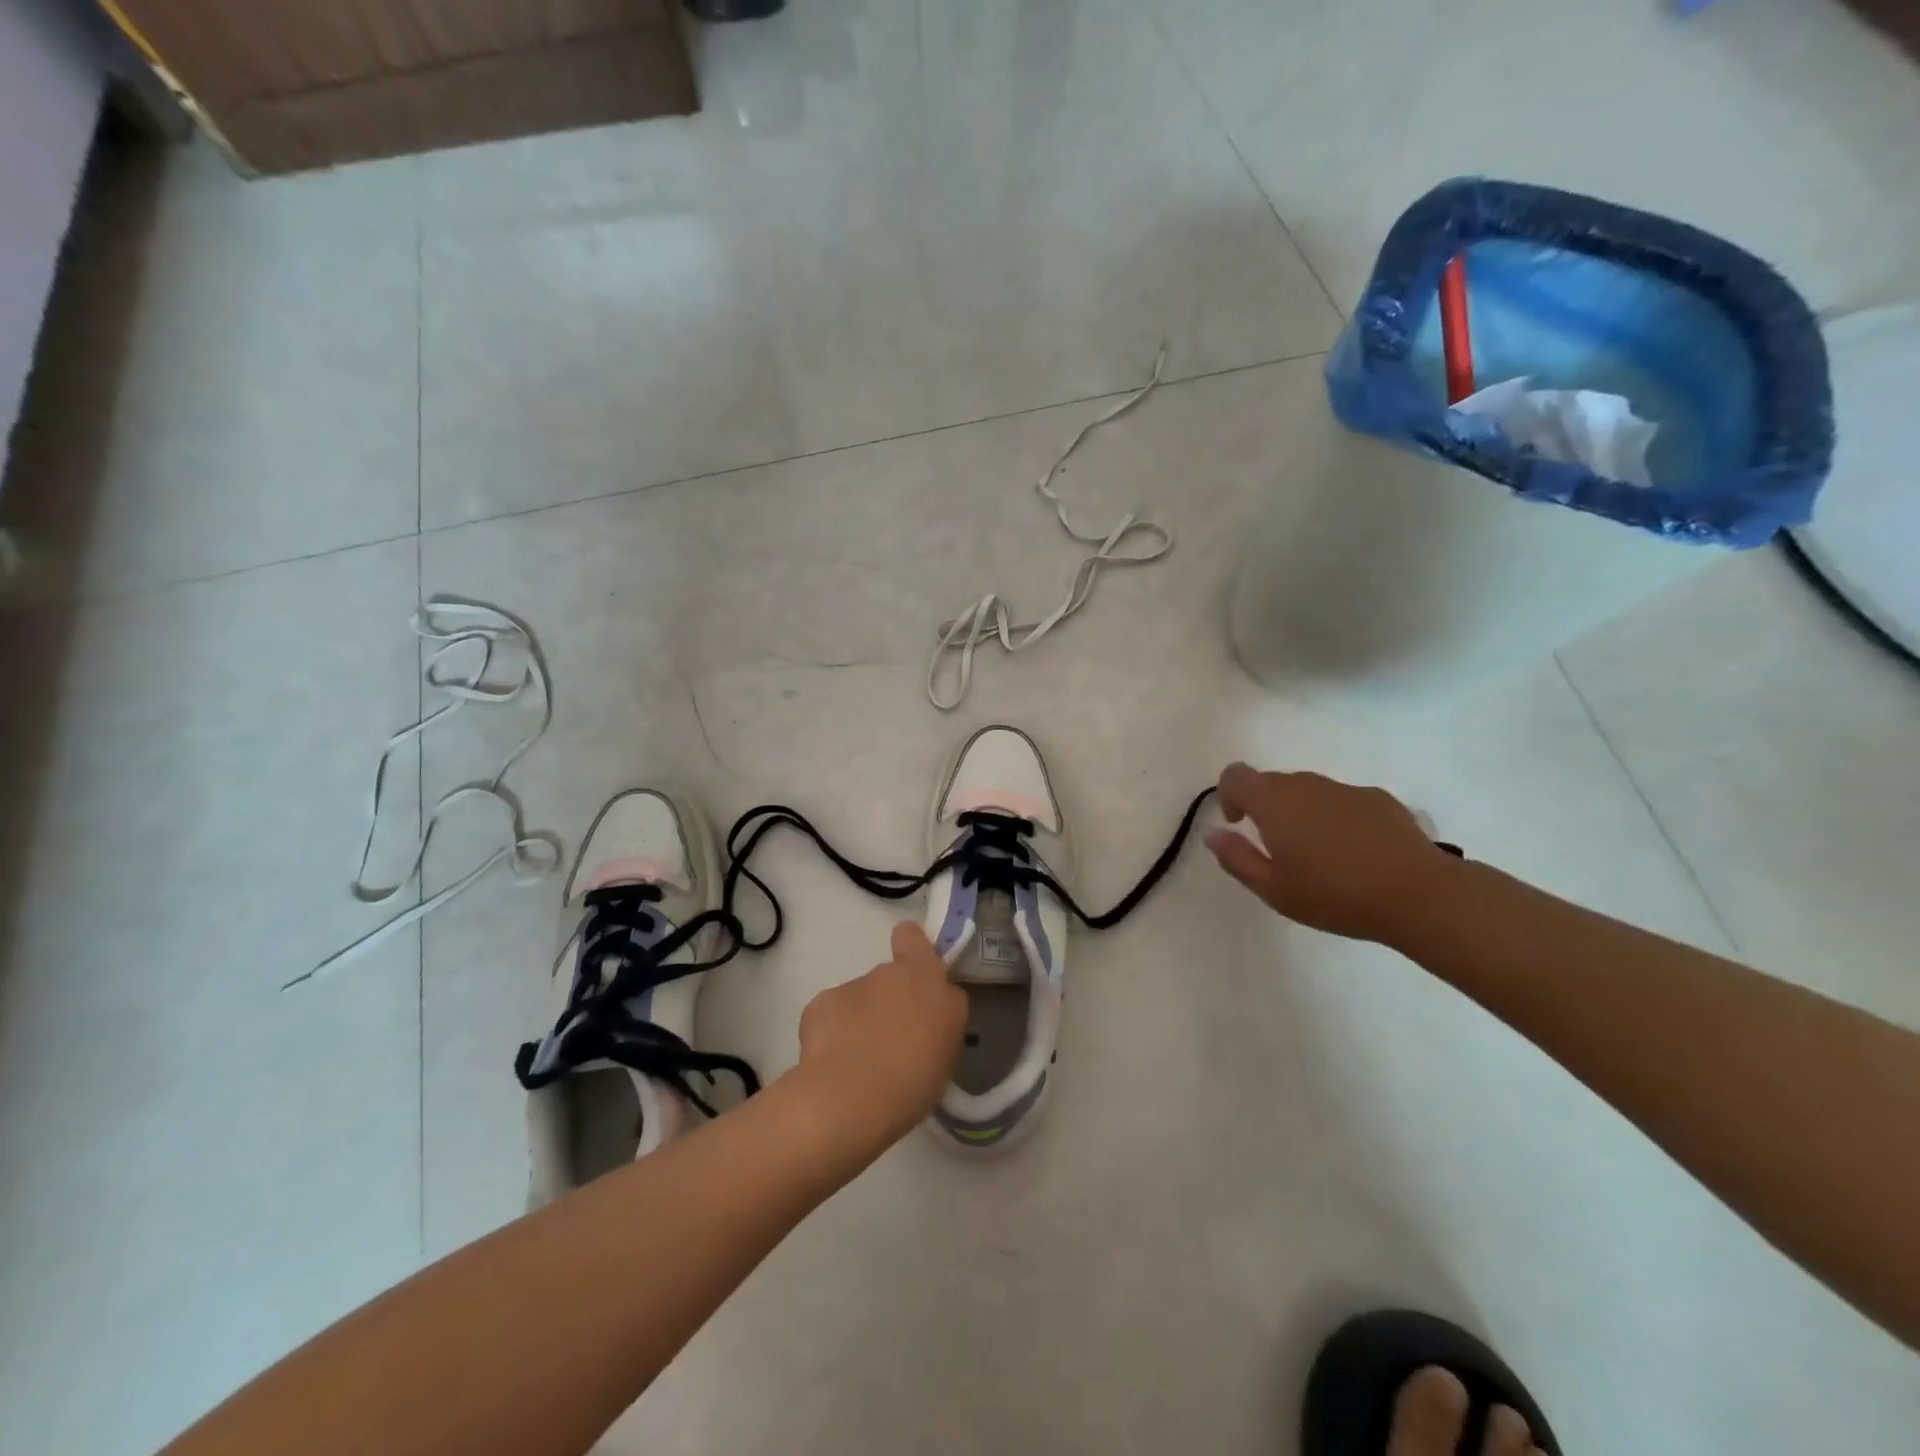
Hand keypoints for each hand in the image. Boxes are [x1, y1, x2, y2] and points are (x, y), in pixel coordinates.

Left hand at [792, 921, 966, 1152]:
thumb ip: (941, 1016)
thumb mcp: (948, 1048)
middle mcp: (887, 973)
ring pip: (859, 1000)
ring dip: (861, 1022)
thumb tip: (928, 1010)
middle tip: (892, 1042)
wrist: (851, 1098)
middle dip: (889, 1002)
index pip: (912, 937)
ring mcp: (851, 987)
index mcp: (924, 977)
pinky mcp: (820, 1006)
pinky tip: (833, 1065)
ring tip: (860, 1063)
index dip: (910, 949)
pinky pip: (831, 1017)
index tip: (913, 974)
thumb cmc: (914, 1076)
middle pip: (889, 979)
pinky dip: (832, 1035)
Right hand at [1205, 762, 1458, 942]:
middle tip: (1278, 848)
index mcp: (1274, 803)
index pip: (1236, 775)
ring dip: (1302, 812)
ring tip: (1320, 854)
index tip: (1239, 824)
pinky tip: (1356, 852)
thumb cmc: (1334, 895)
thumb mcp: (1273, 890)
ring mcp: (1345, 789)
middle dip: (1266, 807)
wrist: (1419, 894)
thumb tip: (1213, 834)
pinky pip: (1342, 800)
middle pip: (1272, 781)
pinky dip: (1336, 817)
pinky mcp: (1379, 798)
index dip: (1229, 794)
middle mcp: (1306, 785)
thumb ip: (1236, 858)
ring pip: (1309, 790)